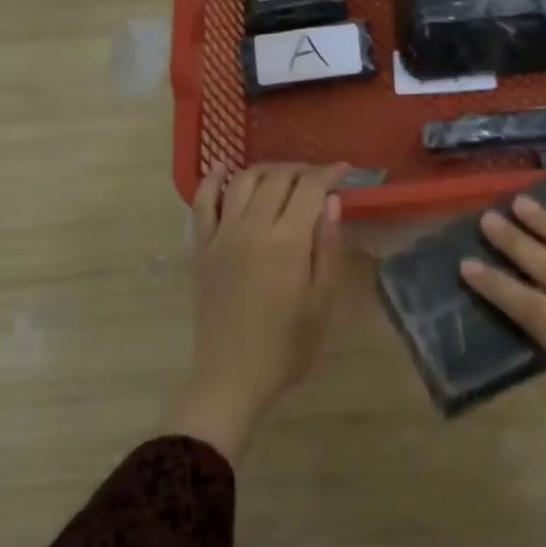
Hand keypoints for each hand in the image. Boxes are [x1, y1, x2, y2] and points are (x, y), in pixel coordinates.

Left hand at [166, 162, 347, 463]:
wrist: (233, 377)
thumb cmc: (288, 345)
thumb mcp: (323, 300)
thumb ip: (327, 246)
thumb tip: (332, 202)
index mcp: (288, 241)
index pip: (310, 188)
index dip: (330, 173)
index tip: (345, 170)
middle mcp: (252, 228)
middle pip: (277, 177)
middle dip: (302, 170)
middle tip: (319, 179)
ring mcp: (221, 236)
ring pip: (243, 181)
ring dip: (266, 170)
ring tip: (284, 176)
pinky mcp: (200, 248)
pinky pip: (202, 202)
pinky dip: (213, 180)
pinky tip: (224, 169)